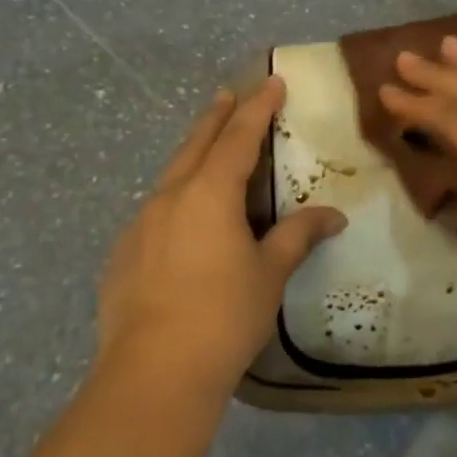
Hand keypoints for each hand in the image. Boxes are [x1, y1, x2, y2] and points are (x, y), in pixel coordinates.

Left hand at [97, 77, 345, 398]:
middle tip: (229, 94)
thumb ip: (298, 236)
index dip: (258, 108)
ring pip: (171, 175)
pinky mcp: (123, 254)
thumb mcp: (269, 274)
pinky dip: (175, 199)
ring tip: (207, 151)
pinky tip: (182, 222)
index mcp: (209, 193)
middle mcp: (170, 197)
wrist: (153, 374)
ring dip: (193, 156)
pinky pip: (155, 211)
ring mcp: (140, 224)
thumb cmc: (223, 316)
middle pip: (196, 143)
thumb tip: (333, 216)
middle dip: (217, 117)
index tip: (271, 82)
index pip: (239, 137)